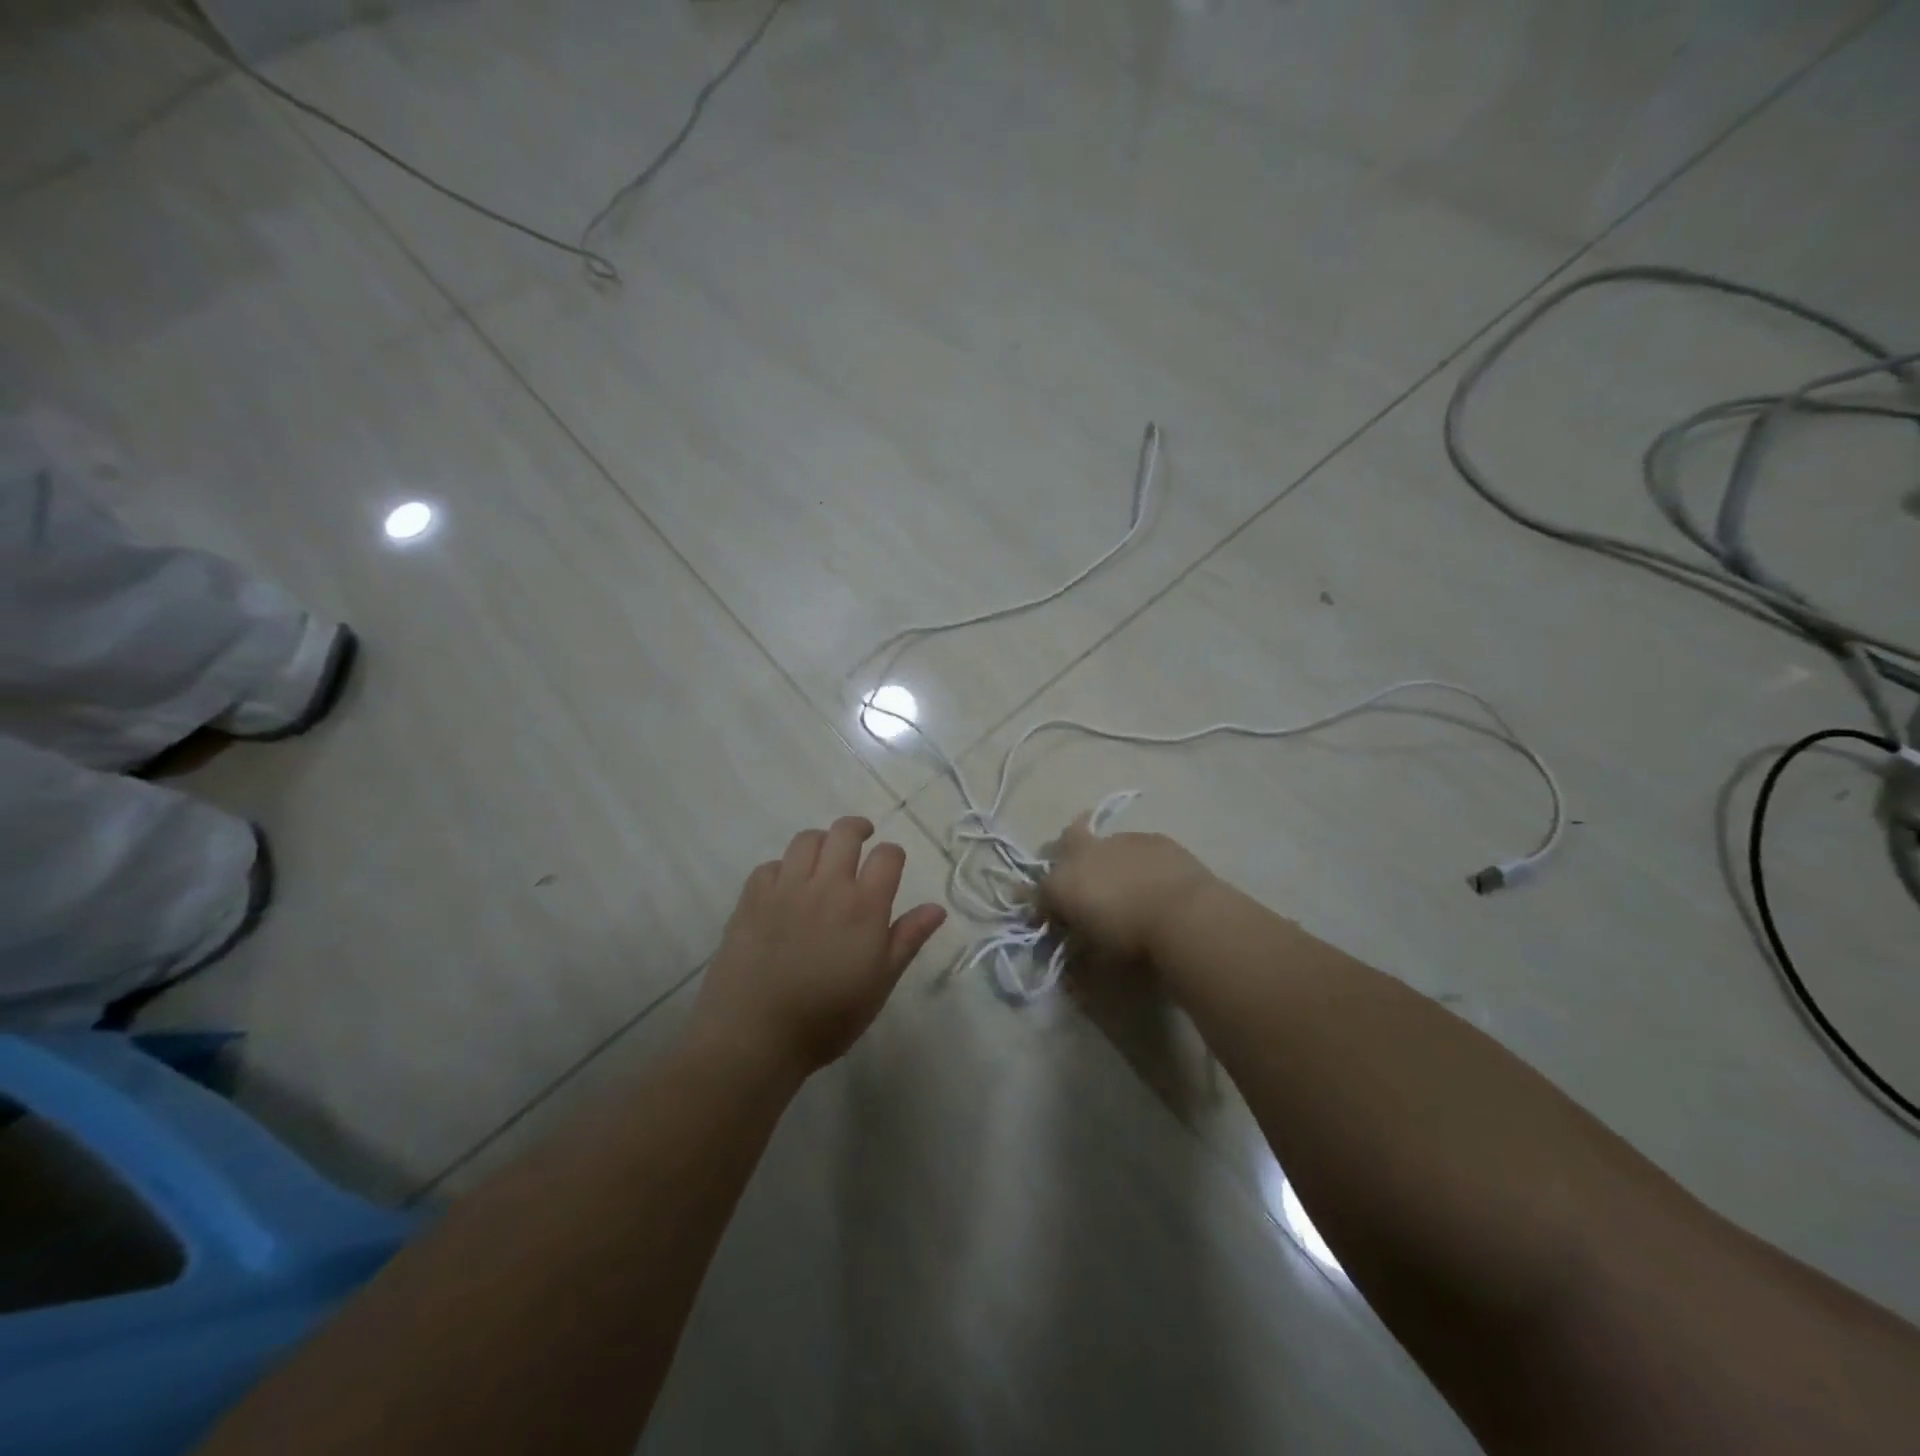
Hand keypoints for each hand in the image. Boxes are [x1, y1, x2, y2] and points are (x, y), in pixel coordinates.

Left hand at [691, 817, 947, 1079]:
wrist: (754, 1035)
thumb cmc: (827, 1017)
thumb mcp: (879, 984)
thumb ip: (907, 940)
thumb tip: (937, 908)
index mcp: (864, 906)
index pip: (887, 856)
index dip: (893, 855)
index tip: (891, 866)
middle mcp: (827, 885)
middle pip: (845, 833)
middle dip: (858, 829)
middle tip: (862, 840)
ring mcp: (785, 888)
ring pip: (806, 840)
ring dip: (821, 842)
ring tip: (824, 859)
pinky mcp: (752, 898)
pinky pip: (770, 865)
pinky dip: (783, 868)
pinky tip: (786, 888)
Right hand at [1038, 814, 1217, 963]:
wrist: (1186, 917)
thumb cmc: (1132, 943)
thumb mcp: (1096, 959)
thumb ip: (1078, 951)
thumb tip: (1074, 950)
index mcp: (1060, 884)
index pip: (1039, 894)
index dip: (1046, 909)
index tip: (1058, 924)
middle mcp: (1082, 854)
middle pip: (1063, 843)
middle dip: (1068, 858)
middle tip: (1084, 884)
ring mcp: (1119, 840)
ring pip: (1103, 843)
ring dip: (1106, 859)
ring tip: (1126, 885)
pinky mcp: (1152, 838)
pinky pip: (1136, 847)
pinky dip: (1138, 861)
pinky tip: (1155, 880)